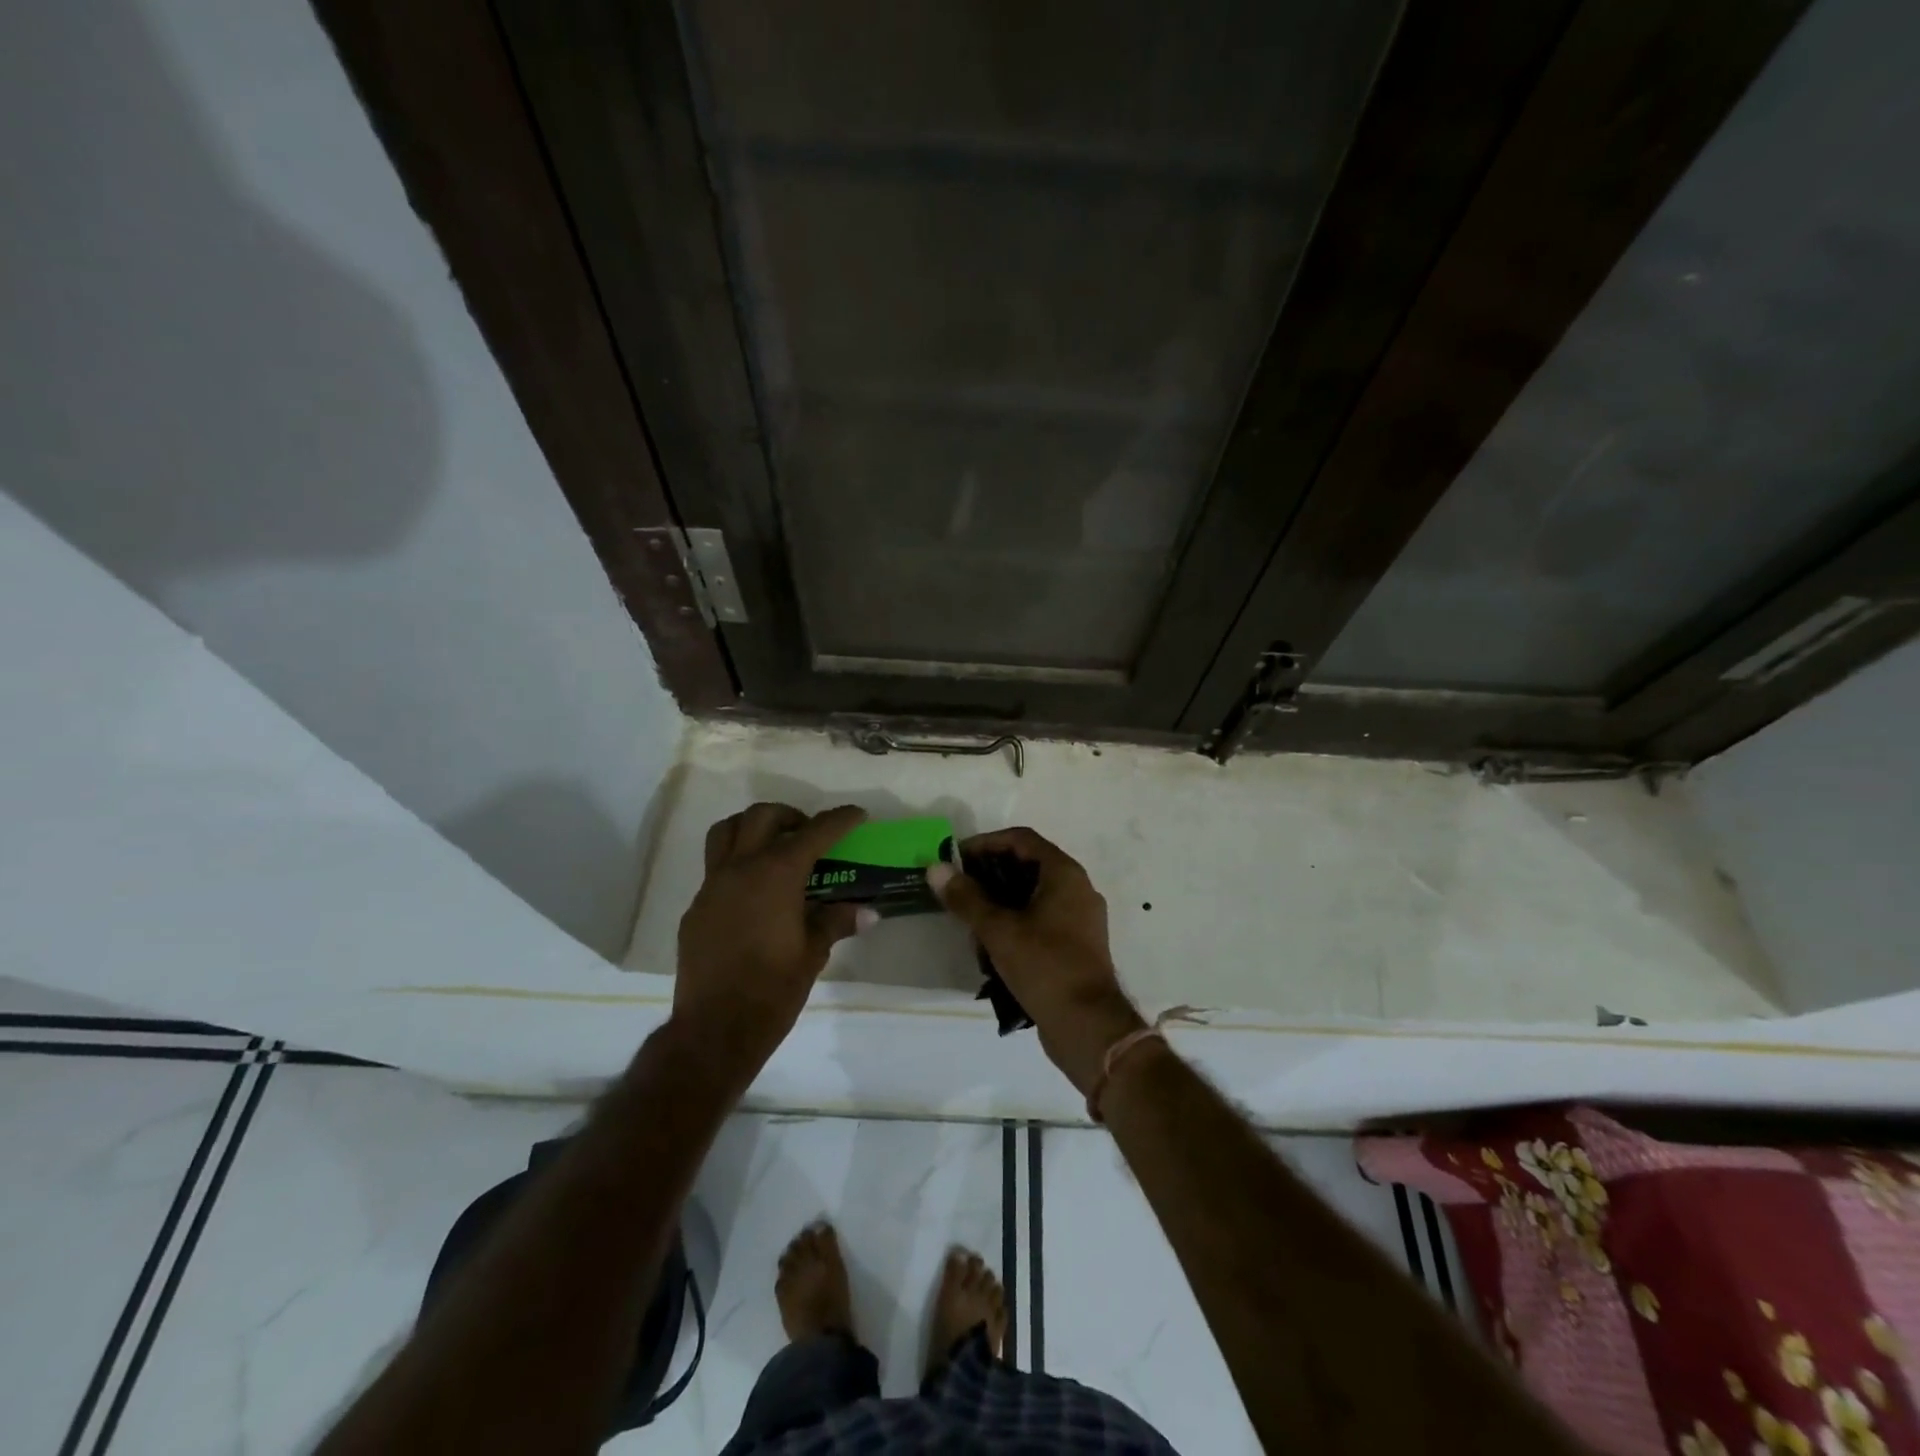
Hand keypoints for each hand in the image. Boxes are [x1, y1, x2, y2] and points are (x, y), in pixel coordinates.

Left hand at [675, 802, 870, 1070]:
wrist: (715, 1029)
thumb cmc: (772, 990)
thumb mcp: (813, 953)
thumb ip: (836, 922)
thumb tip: (868, 912)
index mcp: (776, 874)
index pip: (814, 833)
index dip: (839, 820)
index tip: (856, 814)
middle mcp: (741, 868)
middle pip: (762, 817)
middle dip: (791, 815)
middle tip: (810, 833)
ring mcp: (712, 885)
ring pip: (727, 831)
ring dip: (753, 827)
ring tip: (774, 845)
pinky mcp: (696, 907)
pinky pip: (716, 868)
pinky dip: (738, 863)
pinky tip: (754, 893)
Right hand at [928, 827, 1145, 1094]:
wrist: (1088, 1026)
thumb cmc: (1045, 966)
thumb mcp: (998, 930)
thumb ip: (966, 897)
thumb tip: (936, 868)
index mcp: (1064, 874)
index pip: (1021, 839)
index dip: (985, 843)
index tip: (955, 860)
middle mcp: (1077, 888)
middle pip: (1026, 866)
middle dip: (989, 878)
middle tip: (959, 893)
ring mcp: (1079, 918)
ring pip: (1031, 897)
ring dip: (999, 906)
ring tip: (971, 927)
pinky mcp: (1076, 945)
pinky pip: (1040, 921)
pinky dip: (1015, 926)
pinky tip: (992, 950)